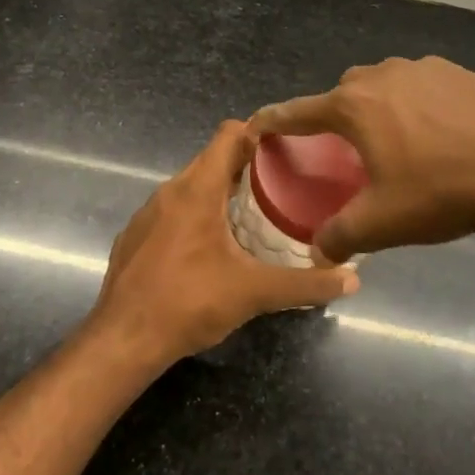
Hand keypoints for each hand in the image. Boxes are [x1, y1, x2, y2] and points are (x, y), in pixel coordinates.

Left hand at [91, 120, 358, 363]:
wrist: (122, 341)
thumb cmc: (189, 303)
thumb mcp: (255, 293)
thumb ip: (306, 284)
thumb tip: (352, 278)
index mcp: (197, 190)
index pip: (228, 135)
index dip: (258, 133)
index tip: (287, 148)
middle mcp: (168, 191)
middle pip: (211, 160)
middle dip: (246, 166)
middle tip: (282, 185)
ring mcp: (147, 214)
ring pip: (190, 187)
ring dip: (220, 193)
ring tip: (253, 214)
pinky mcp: (134, 237)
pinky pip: (171, 212)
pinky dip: (195, 216)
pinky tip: (211, 247)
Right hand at [249, 57, 474, 262]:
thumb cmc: (442, 193)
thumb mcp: (382, 224)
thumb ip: (339, 236)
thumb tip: (318, 252)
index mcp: (355, 106)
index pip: (299, 110)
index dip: (274, 120)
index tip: (257, 125)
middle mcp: (385, 76)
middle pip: (344, 92)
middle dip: (336, 114)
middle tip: (346, 148)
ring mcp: (427, 69)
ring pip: (386, 84)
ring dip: (379, 106)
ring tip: (397, 141)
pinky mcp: (463, 74)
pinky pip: (424, 85)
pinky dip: (418, 104)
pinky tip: (440, 134)